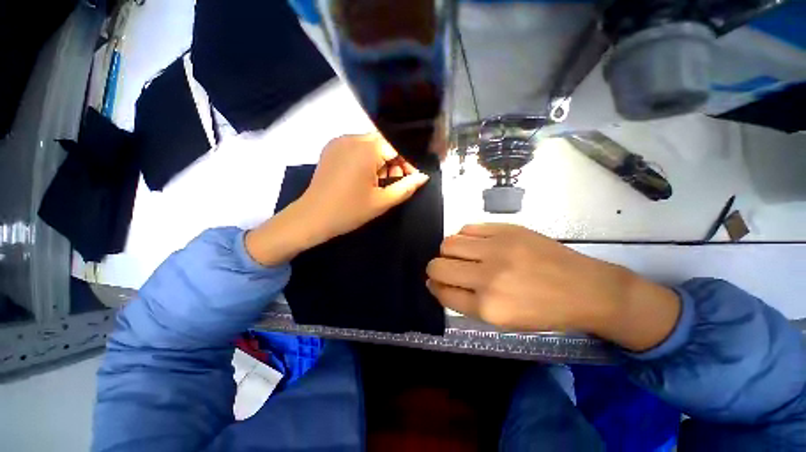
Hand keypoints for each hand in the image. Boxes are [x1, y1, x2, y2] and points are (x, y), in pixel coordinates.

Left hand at [246, 133, 428, 265]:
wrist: (312, 217)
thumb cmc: (349, 211)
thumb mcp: (382, 202)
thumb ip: (406, 187)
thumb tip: (423, 177)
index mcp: (366, 150)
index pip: (397, 146)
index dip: (407, 162)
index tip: (410, 179)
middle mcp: (352, 138)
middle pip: (384, 143)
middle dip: (394, 161)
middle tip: (393, 182)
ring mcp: (339, 141)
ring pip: (371, 144)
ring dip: (381, 160)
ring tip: (378, 182)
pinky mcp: (331, 148)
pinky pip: (357, 147)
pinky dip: (366, 158)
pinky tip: (363, 177)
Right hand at [426, 223, 680, 350]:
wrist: (586, 288)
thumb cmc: (544, 311)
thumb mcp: (502, 321)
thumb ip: (467, 303)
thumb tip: (440, 283)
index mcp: (488, 307)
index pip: (443, 292)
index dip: (435, 287)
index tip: (435, 282)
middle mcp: (487, 276)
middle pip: (439, 265)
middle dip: (434, 268)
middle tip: (444, 268)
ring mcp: (496, 248)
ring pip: (448, 243)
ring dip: (448, 251)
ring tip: (460, 254)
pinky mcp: (506, 229)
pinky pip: (468, 228)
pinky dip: (464, 236)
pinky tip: (474, 243)